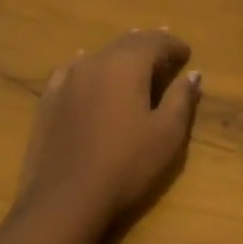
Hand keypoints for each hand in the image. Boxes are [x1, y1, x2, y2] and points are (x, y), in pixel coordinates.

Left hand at [16, 30, 201, 225]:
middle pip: (127, 43)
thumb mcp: (167, 134)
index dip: (173, 45)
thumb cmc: (125, 165)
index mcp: (127, 64)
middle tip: (165, 50)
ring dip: (121, 53)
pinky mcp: (49, 100)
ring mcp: (68, 79)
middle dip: (148, 44)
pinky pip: (73, 69)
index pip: (155, 42)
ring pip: (100, 54)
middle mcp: (96, 62)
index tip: (187, 53)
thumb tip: (193, 74)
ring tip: (133, 56)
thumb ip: (181, 99)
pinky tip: (85, 64)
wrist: (64, 201)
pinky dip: (88, 64)